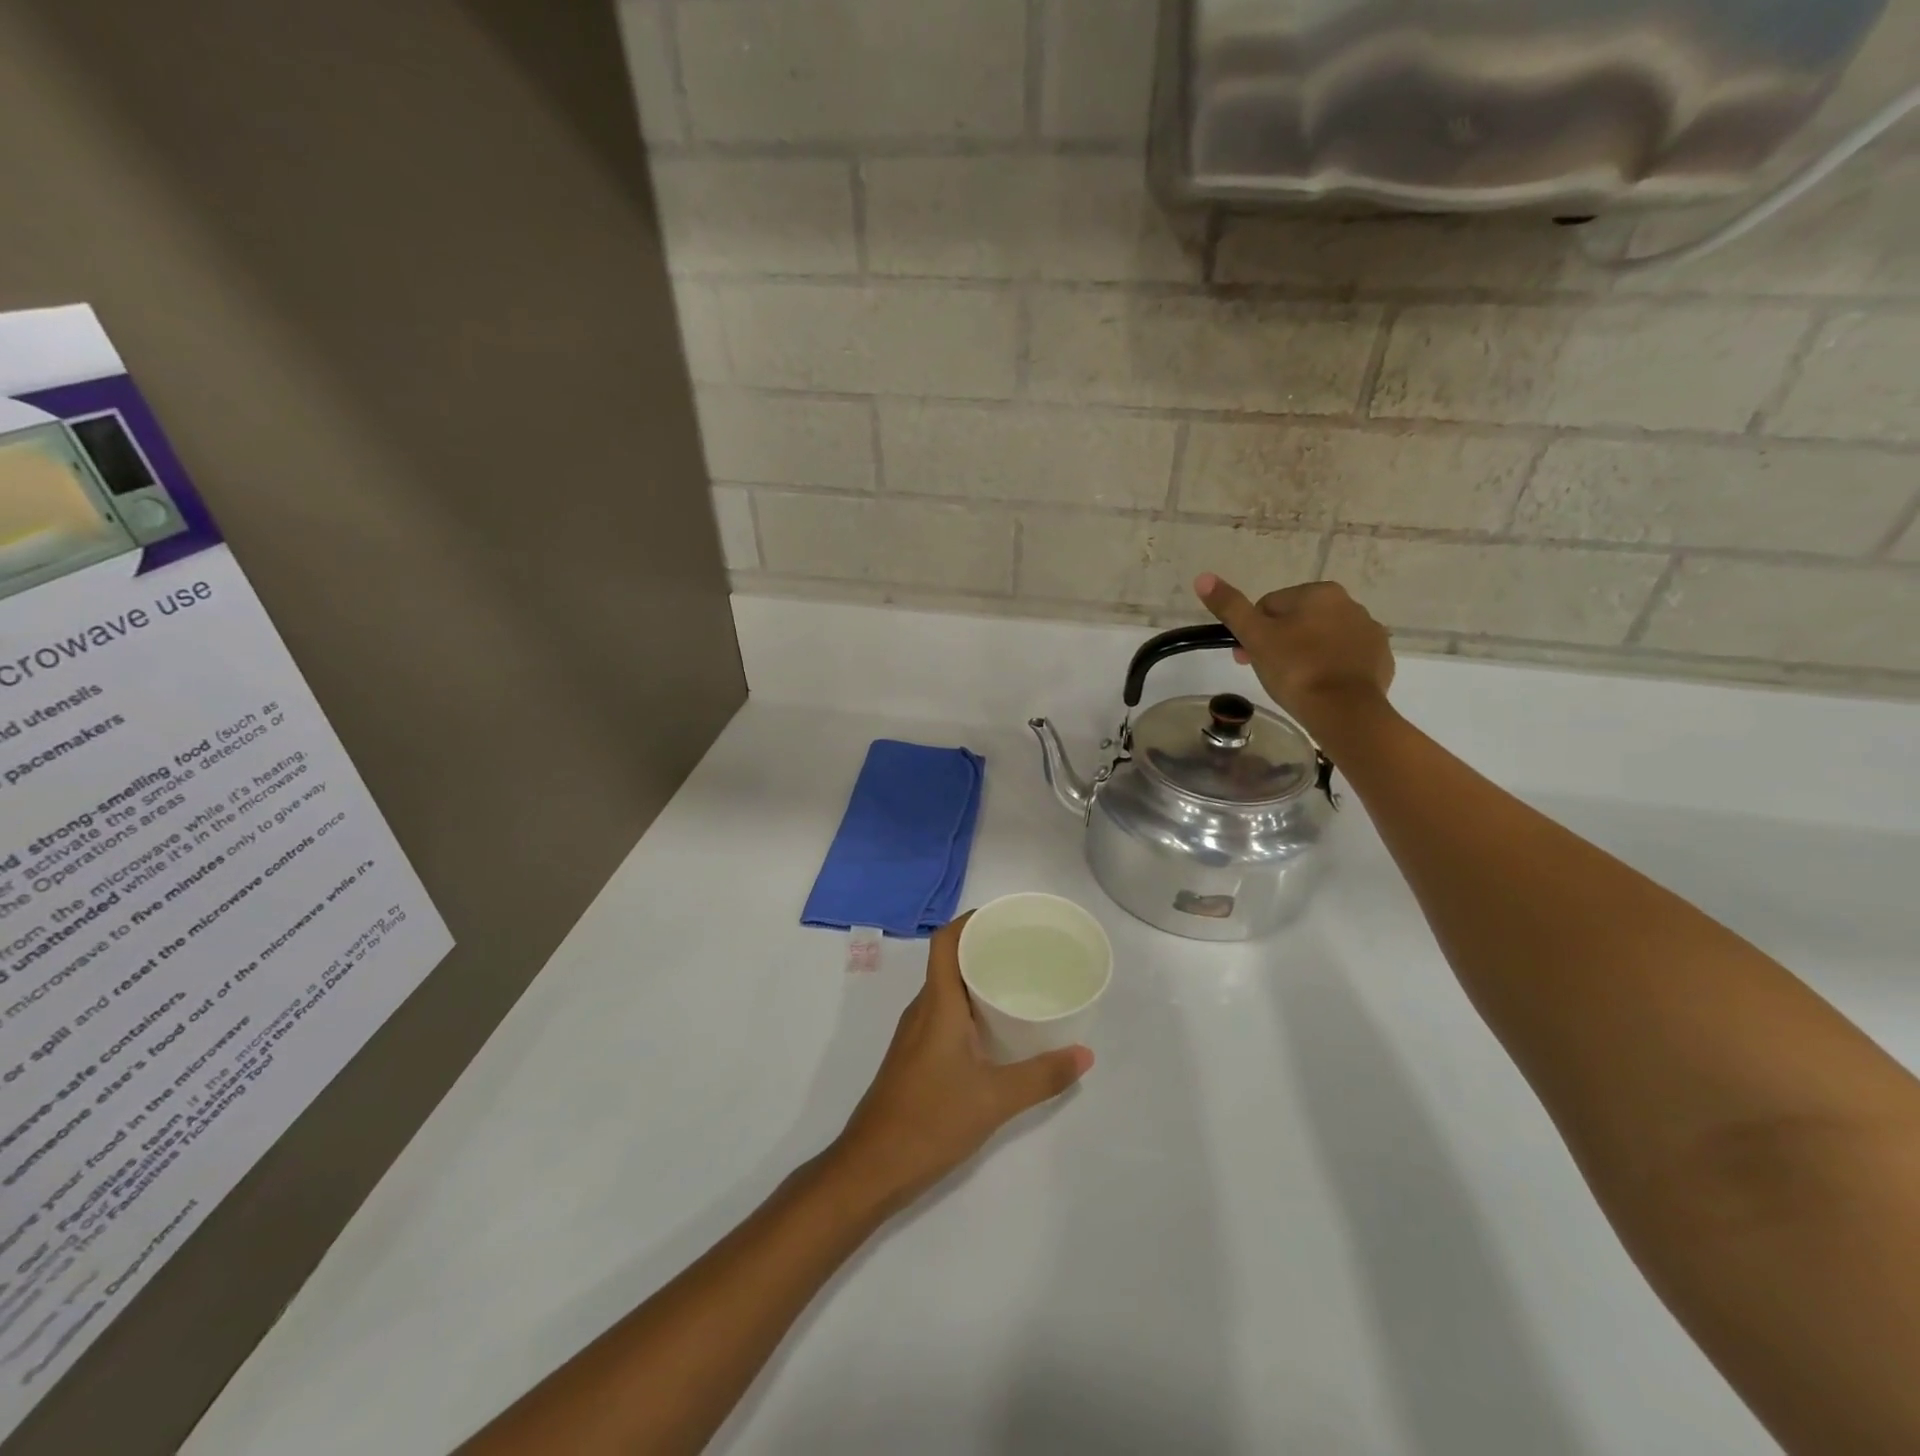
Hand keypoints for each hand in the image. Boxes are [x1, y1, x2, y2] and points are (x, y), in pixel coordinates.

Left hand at [827, 915, 1091, 1218]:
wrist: (871, 1168)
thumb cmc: (930, 1121)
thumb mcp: (995, 1099)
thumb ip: (1042, 1076)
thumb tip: (1085, 1055)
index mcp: (937, 1004)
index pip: (945, 942)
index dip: (970, 921)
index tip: (1006, 919)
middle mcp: (923, 1010)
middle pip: (949, 961)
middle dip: (984, 949)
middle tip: (1027, 951)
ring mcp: (915, 1034)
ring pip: (947, 990)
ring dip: (977, 980)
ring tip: (1019, 983)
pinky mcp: (915, 1057)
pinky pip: (944, 1014)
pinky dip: (970, 1008)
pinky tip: (997, 1029)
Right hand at [1194, 574, 1394, 735]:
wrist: (1345, 711)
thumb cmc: (1296, 669)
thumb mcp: (1255, 637)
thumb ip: (1231, 607)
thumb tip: (1202, 577)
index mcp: (1319, 592)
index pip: (1270, 606)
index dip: (1252, 632)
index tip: (1245, 658)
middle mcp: (1350, 604)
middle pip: (1298, 620)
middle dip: (1279, 642)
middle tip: (1266, 673)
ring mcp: (1369, 633)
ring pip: (1323, 639)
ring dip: (1305, 654)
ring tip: (1294, 683)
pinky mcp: (1380, 659)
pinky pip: (1346, 658)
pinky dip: (1331, 669)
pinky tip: (1320, 688)